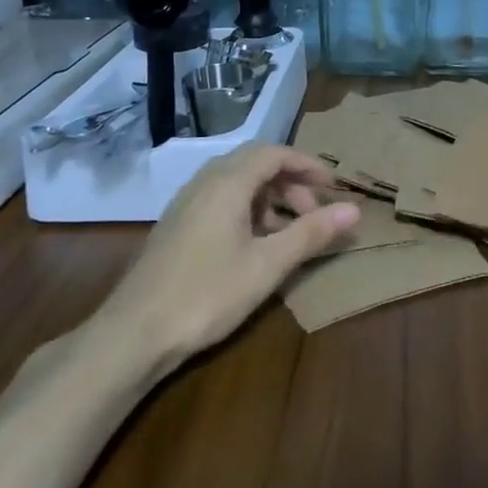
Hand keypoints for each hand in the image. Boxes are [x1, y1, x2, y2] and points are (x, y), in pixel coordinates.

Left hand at [102, 144, 358, 358]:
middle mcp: (204, 182)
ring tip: (289, 232)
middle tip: (314, 213)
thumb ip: (311, 233)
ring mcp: (186, 203)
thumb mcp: (268, 265)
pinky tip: (255, 245)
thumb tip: (354, 209)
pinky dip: (247, 210)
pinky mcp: (176, 225)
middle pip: (255, 163)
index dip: (307, 165)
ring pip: (236, 182)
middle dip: (290, 182)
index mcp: (227, 182)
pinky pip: (220, 200)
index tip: (333, 186)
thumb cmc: (207, 294)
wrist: (133, 334)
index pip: (274, 153)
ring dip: (269, 197)